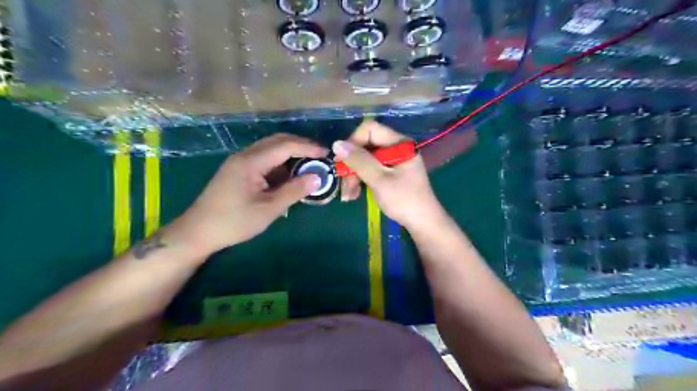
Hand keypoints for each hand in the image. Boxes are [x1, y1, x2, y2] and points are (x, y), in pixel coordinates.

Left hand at [170, 134, 325, 255]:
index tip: (326, 153)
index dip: (308, 147)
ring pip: (270, 149)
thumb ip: (294, 191)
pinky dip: (280, 163)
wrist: (197, 232)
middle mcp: (244, 156)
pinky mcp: (238, 171)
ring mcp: (239, 162)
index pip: (285, 146)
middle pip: (277, 141)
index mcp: (250, 162)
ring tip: (308, 164)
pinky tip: (289, 175)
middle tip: (320, 156)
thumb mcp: (268, 209)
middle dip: (300, 145)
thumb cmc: (234, 222)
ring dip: (290, 153)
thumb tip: (317, 178)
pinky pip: (263, 160)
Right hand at [335, 123, 448, 230]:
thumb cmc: (404, 200)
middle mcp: (396, 148)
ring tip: (348, 196)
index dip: (353, 142)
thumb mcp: (379, 180)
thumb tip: (337, 144)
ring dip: (353, 176)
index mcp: (399, 143)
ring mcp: (393, 161)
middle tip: (345, 185)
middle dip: (352, 165)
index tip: (342, 161)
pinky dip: (361, 181)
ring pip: (365, 160)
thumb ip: (359, 161)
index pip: (370, 129)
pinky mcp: (390, 173)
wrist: (423, 223)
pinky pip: (370, 171)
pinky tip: (354, 195)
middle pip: (365, 146)